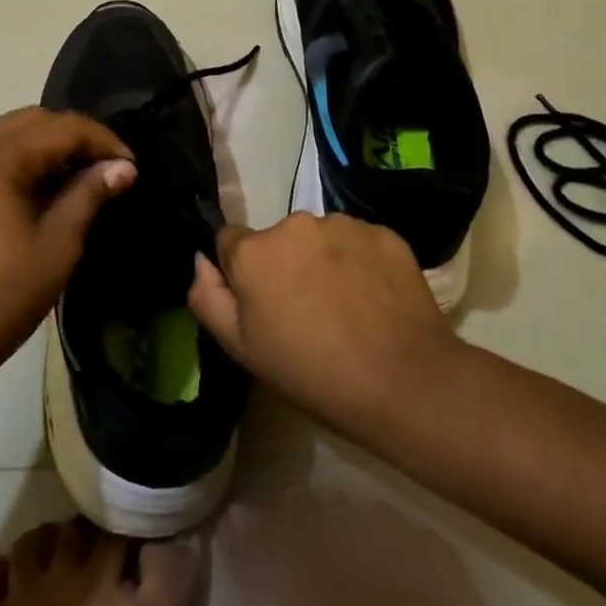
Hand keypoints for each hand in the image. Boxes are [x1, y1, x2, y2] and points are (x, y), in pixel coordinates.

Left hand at [0, 107, 135, 376]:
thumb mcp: (55, 248)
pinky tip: (29, 198)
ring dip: (41, 149)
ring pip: (2, 137)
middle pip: (29, 122)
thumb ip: (87, 196)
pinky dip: (12, 164)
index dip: (102, 141)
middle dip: (72, 138)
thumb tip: (122, 168)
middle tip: (104, 170)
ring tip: (71, 183)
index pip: (61, 128)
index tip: (130, 167)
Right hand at [188, 213, 460, 436]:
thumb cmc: (311, 372)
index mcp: (254, 251)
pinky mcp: (384, 234)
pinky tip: (373, 300)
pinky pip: (358, 242)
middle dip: (285, 264)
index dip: (242, 273)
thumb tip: (201, 260)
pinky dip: (360, 263)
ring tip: (346, 307)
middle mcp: (295, 224)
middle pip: (278, 239)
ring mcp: (343, 225)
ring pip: (320, 238)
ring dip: (323, 261)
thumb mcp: (242, 349)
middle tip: (307, 311)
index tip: (263, 305)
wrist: (405, 382)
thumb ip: (207, 297)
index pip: (230, 241)